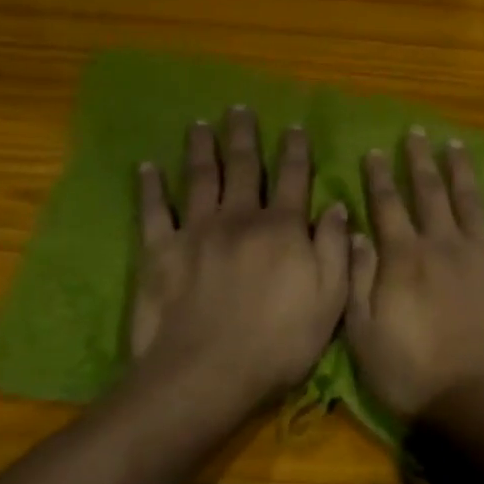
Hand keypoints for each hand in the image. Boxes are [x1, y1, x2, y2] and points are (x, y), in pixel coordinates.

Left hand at [131, 108, 348, 404]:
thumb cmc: (278, 342)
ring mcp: (196, 230)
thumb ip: (335, 248)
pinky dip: (150, 187)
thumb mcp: (329, 300)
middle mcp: (239, 217)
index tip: (294, 127)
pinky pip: (153, 210)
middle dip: (243, 135)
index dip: (295, 150)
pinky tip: (146, 167)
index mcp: (282, 228)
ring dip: (200, 148)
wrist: (207, 374)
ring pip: (200, 178)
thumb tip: (337, 205)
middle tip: (239, 109)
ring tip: (200, 125)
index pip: (293, 178)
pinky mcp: (160, 251)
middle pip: (243, 166)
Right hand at [345, 129, 483, 421]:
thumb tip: (355, 232)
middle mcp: (444, 243)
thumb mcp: (365, 336)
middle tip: (415, 131)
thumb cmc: (417, 374)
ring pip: (470, 200)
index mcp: (404, 258)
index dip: (378, 176)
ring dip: (460, 170)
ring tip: (454, 144)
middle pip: (428, 192)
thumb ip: (357, 280)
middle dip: (418, 160)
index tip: (374, 149)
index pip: (386, 205)